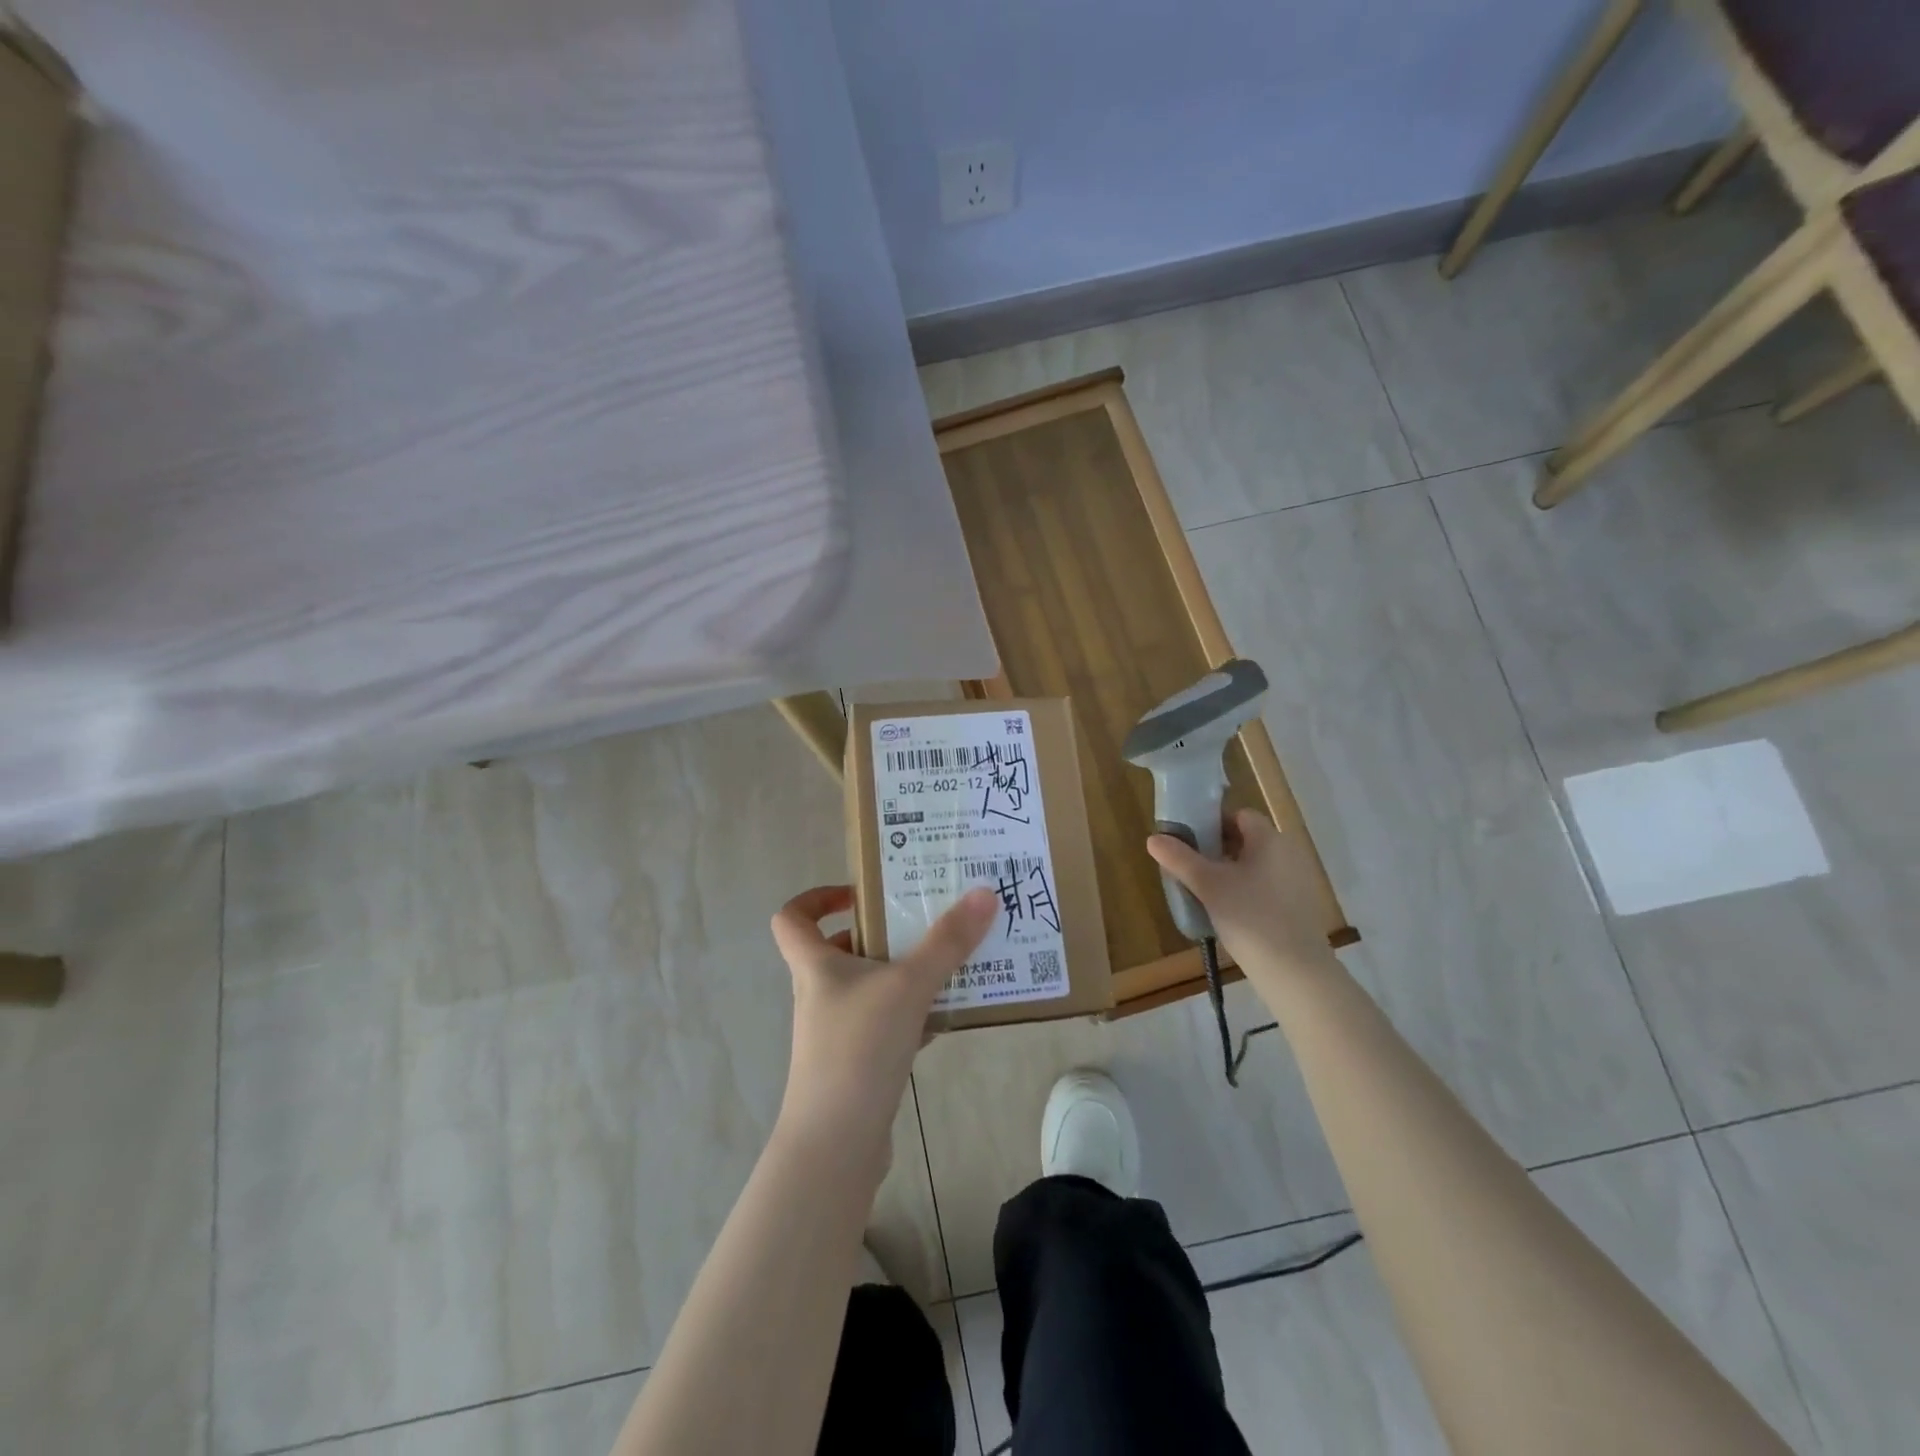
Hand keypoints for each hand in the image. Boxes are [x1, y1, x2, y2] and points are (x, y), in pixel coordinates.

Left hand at [771, 885, 996, 1150]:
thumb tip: (984, 892)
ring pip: (866, 988)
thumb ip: (947, 941)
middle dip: (879, 934)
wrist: (836, 1145)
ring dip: (900, 974)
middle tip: (922, 922)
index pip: (792, 918)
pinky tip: (944, 1019)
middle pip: (838, 950)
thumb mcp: (908, 986)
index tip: (859, 894)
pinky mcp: (854, 1065)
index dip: (816, 898)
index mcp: (815, 966)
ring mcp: (834, 1032)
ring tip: (945, 964)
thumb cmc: (858, 1049)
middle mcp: (819, 994)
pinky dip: (910, 1015)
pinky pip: (882, 1024)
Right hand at [1146, 810, 1339, 985]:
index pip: (1239, 815)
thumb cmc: (1249, 917)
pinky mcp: (1298, 907)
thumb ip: (1179, 859)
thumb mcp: (1207, 885)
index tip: (1189, 840)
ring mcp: (1297, 881)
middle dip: (1216, 849)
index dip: (1212, 822)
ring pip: (1255, 865)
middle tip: (1190, 866)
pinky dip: (1246, 891)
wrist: (1295, 971)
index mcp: (1269, 839)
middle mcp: (1288, 853)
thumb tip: (1154, 838)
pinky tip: (1228, 912)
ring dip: (1229, 871)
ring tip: (1204, 891)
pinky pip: (1266, 886)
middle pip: (1247, 839)